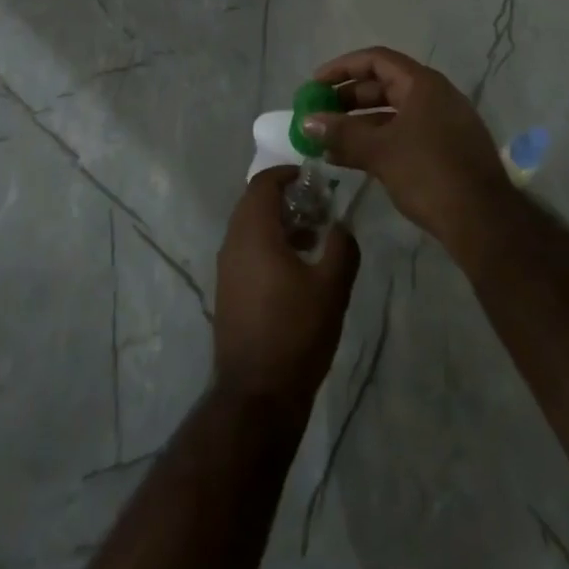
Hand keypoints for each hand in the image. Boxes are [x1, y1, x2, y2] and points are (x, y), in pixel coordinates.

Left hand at [213, 169, 359, 419]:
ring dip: (279, 223)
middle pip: (254, 203)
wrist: (257, 395)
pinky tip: (297, 268)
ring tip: (314, 238)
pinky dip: (269, 244)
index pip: (263, 183)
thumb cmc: (296, 332)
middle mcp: (233, 242)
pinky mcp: (228, 290)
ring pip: (250, 228)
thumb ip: (342, 246)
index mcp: (253, 232)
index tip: (314, 179)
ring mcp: (226, 268)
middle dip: (286, 198)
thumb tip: (341, 225)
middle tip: (318, 207)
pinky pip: (247, 250)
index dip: (287, 174)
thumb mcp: (332, 286)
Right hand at [301, 45, 513, 249]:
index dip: (342, 68)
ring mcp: (442, 124)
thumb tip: (306, 121)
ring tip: (326, 142)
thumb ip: (341, 133)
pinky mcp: (445, 151)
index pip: (376, 60)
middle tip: (317, 114)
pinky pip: (403, 135)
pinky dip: (376, 142)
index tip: (315, 83)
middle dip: (347, 99)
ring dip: (358, 125)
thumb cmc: (430, 173)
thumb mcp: (380, 151)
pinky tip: (350, 160)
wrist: (484, 222)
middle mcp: (435, 97)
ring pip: (391, 114)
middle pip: (383, 86)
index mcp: (423, 84)